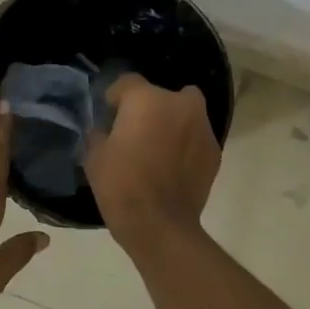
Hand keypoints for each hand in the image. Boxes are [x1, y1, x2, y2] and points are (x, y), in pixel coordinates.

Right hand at [84, 73, 220, 252]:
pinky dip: (186, 145)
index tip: (108, 115)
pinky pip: (196, 137)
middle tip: (135, 132)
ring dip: (172, 124)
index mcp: (147, 99)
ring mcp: (203, 127)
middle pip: (162, 95)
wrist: (160, 225)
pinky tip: (173, 166)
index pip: (127, 83)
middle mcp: (180, 104)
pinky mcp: (215, 151)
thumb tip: (105, 131)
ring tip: (157, 149)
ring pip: (185, 113)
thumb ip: (99, 134)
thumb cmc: (121, 185)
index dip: (115, 98)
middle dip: (149, 108)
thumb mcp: (94, 157)